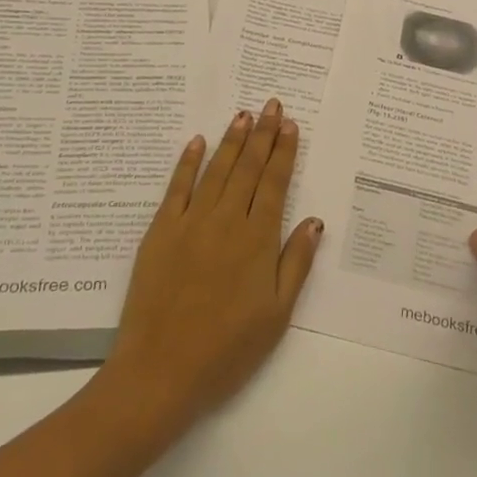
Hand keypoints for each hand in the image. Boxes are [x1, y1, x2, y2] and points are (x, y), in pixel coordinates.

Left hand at [101, 100, 324, 433]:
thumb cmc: (227, 350)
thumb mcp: (277, 315)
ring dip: (231, 140)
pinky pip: (177, 187)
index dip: (283, 152)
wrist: (161, 371)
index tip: (290, 125)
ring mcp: (190, 223)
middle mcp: (226, 221)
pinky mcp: (160, 232)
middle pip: (248, 168)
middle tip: (271, 105)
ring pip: (216, 170)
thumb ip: (297, 263)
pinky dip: (188, 162)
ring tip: (243, 115)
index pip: (275, 184)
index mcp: (258, 240)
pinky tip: (197, 142)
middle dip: (262, 134)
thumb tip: (315, 221)